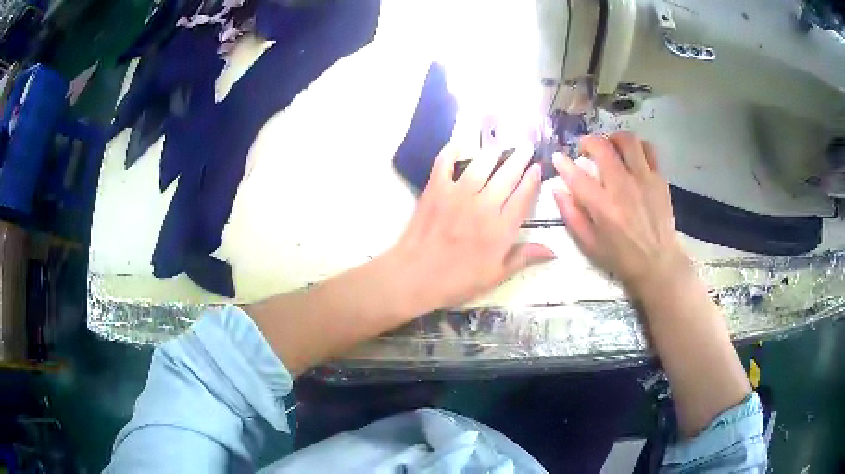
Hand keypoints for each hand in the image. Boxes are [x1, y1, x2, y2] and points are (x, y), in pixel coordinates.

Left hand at [387, 143, 554, 313]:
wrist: (415, 277)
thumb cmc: (457, 281)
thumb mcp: (495, 276)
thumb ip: (524, 258)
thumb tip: (553, 251)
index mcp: (501, 228)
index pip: (523, 197)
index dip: (532, 180)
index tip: (537, 168)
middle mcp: (484, 206)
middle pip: (507, 176)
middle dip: (519, 159)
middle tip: (526, 146)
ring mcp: (458, 194)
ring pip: (481, 165)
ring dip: (493, 152)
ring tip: (501, 144)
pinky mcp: (436, 190)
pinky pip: (444, 164)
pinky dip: (450, 152)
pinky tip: (457, 144)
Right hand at [552, 132, 688, 296]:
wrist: (658, 263)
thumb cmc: (621, 257)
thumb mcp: (589, 244)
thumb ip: (571, 215)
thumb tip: (558, 189)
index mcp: (603, 206)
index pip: (576, 175)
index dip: (562, 162)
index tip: (558, 157)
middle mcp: (623, 187)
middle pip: (602, 147)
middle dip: (587, 141)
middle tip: (585, 148)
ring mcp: (644, 180)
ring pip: (628, 140)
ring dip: (614, 138)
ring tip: (610, 146)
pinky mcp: (659, 179)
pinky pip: (648, 150)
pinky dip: (637, 148)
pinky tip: (632, 157)